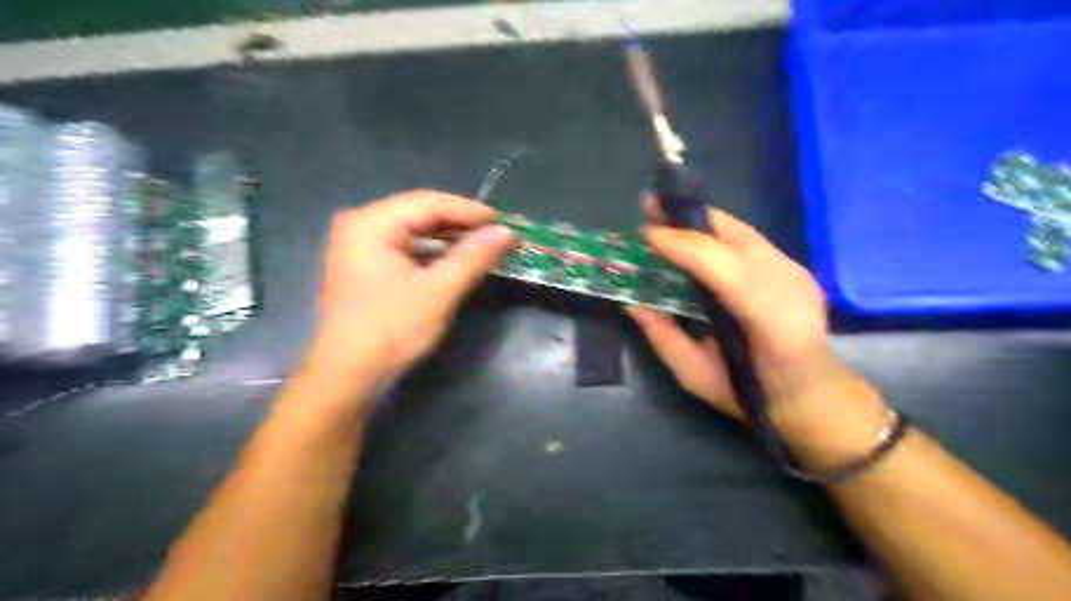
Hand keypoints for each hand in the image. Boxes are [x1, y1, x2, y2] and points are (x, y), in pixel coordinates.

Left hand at [304, 189, 515, 388]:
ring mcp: (357, 246)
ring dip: (447, 239)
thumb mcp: (439, 291)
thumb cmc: (391, 329)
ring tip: (482, 246)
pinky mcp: (362, 267)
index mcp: (371, 223)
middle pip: (418, 213)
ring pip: (412, 231)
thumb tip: (507, 232)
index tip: (503, 221)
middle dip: (459, 224)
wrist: (347, 376)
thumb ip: (473, 257)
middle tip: (496, 234)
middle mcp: (359, 225)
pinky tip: (454, 261)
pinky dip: (431, 253)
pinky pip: (403, 248)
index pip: (428, 202)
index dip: (469, 210)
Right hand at [630, 202, 878, 449]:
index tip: (646, 235)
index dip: (681, 244)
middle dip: (687, 219)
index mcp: (768, 322)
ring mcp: (797, 273)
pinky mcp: (796, 267)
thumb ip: (663, 337)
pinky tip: (694, 235)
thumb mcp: (696, 376)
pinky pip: (749, 240)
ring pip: (742, 232)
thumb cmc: (751, 395)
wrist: (813, 395)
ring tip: (666, 215)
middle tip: (649, 208)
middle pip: (734, 237)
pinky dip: (717, 232)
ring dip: (700, 221)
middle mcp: (789, 287)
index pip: (721, 266)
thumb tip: (632, 303)